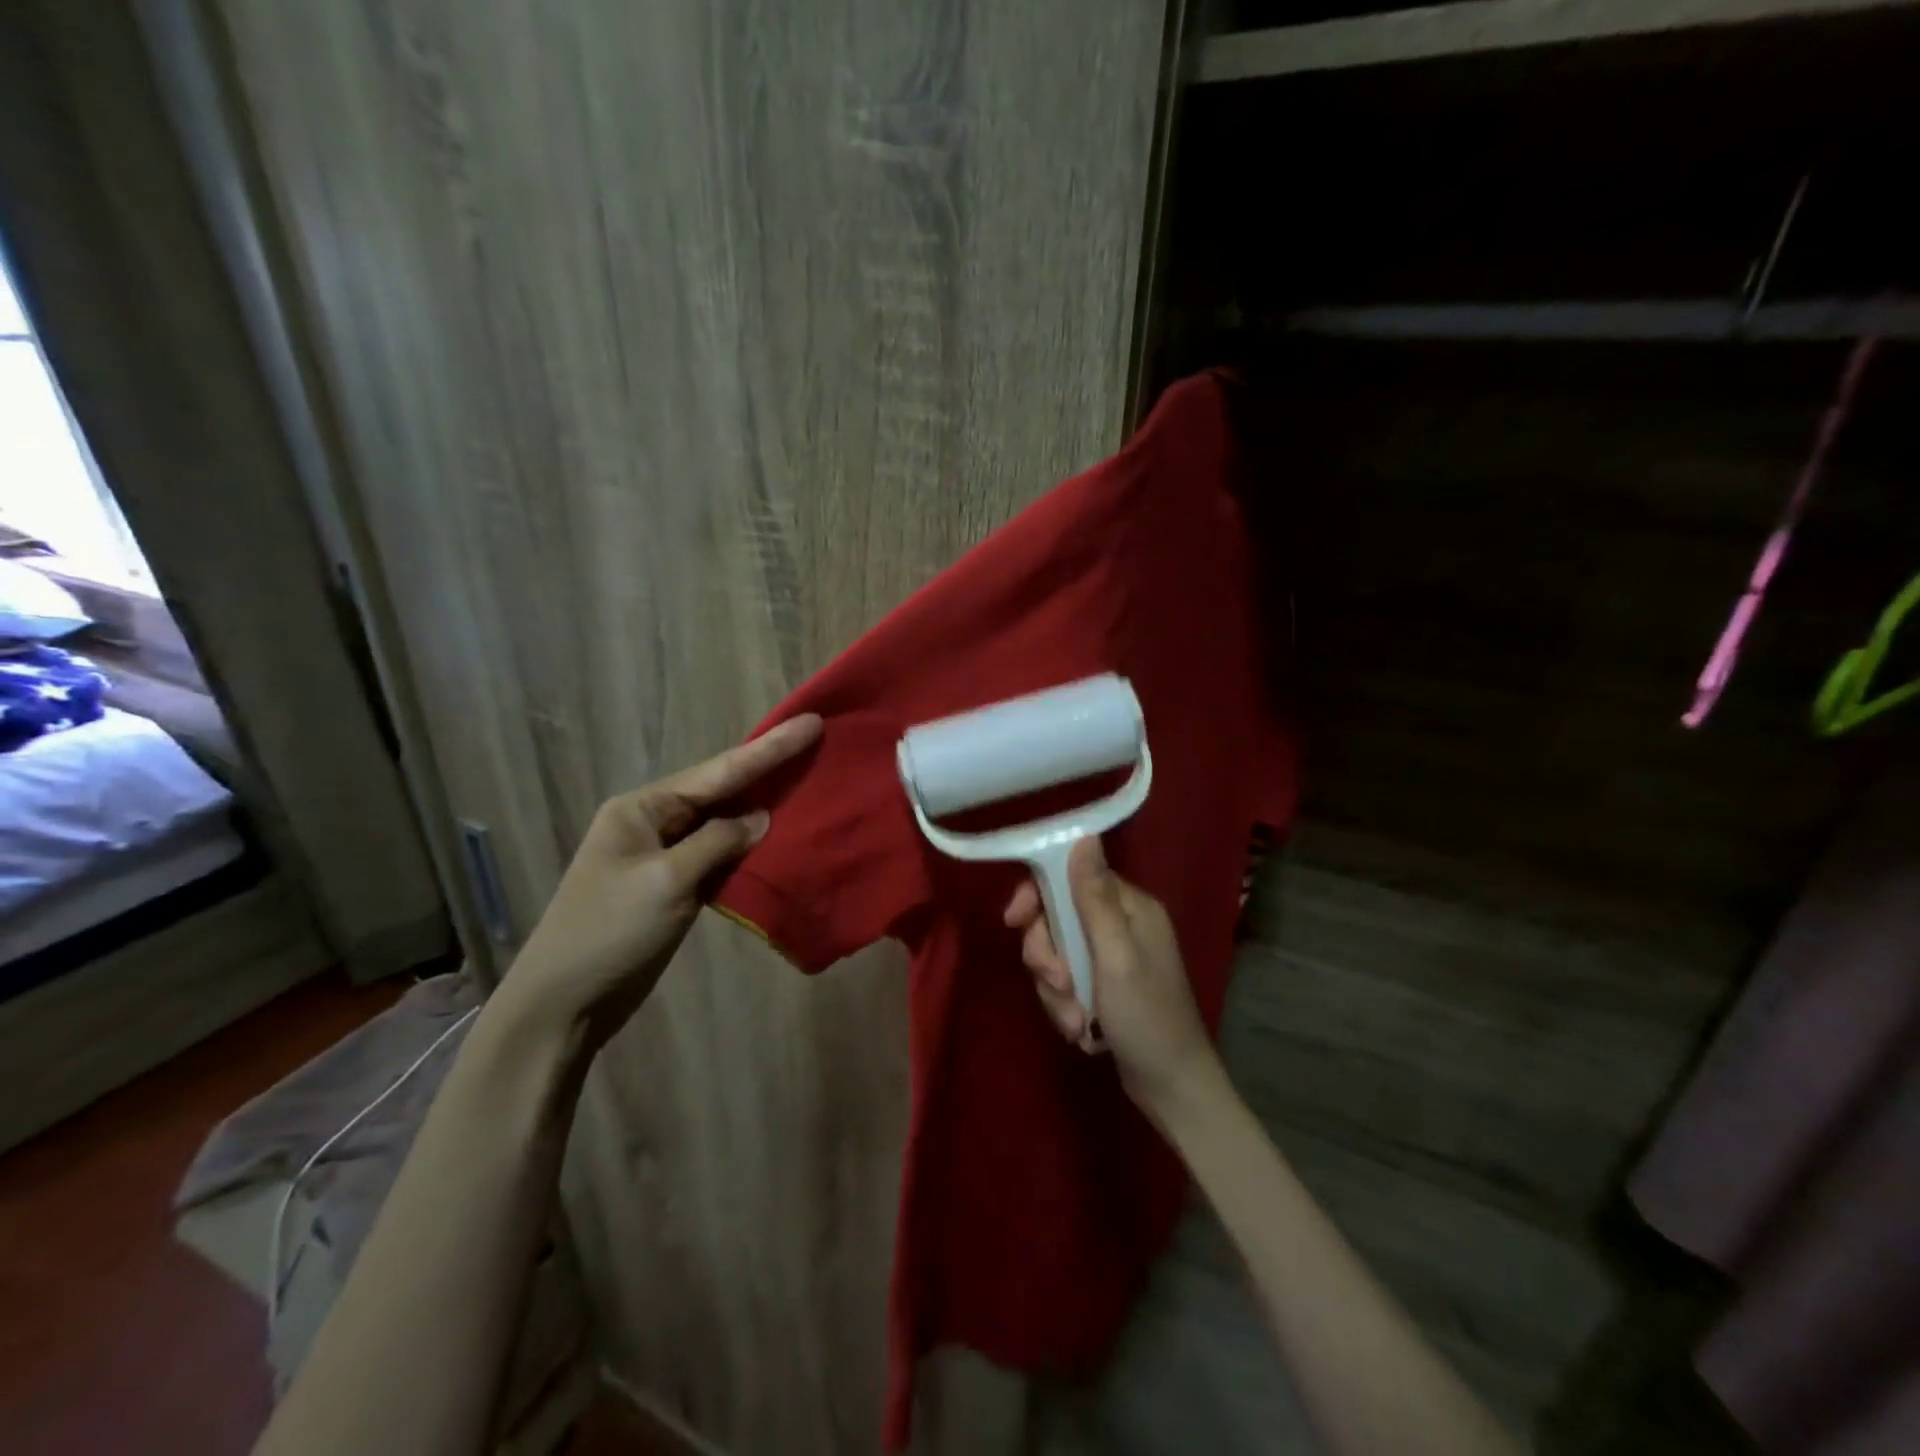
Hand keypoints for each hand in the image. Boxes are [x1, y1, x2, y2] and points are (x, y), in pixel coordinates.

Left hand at [501, 714, 822, 1051]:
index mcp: (642, 808)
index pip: (718, 772)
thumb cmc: (608, 934)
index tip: (811, 724)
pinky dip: (749, 847)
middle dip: (768, 768)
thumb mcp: (666, 882)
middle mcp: (653, 822)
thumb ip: (717, 843)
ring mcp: (663, 855)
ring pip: (723, 822)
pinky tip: (779, 837)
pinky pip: (720, 855)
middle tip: (816, 742)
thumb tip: (761, 818)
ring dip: (763, 807)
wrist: (562, 1006)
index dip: (769, 749)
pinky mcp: (673, 886)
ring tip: (807, 782)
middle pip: (721, 789)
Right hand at [1003, 838, 1225, 1118]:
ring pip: (1055, 952)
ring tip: (1074, 1019)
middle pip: (1056, 917)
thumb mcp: (1117, 955)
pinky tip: (1078, 1028)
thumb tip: (1084, 835)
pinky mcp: (1101, 986)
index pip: (1070, 877)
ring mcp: (1109, 957)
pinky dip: (1064, 1004)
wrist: (1171, 1088)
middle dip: (1046, 953)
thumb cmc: (1147, 1016)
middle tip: (1057, 983)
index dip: (1038, 895)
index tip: (1014, 920)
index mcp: (1130, 906)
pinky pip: (1063, 981)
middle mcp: (1120, 924)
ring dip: (1055, 987)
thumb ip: (1094, 897)